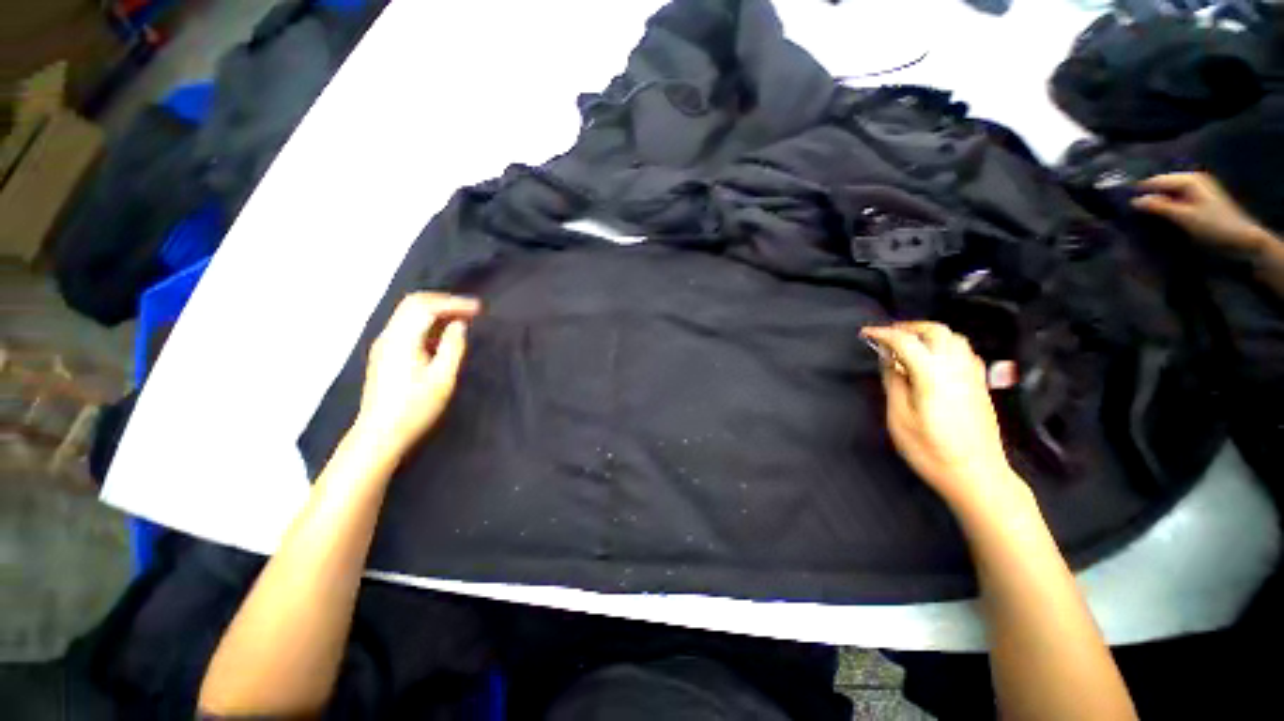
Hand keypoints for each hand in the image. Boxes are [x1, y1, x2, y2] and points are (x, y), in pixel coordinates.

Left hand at [353, 293, 480, 460]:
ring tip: (462, 319)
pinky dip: (428, 323)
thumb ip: (453, 347)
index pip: (426, 306)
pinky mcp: (385, 354)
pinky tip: (443, 335)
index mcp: (402, 339)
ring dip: (436, 311)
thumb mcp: (443, 378)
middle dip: (444, 302)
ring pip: (409, 314)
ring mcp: (384, 345)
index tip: (479, 309)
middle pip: (413, 304)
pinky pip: (407, 326)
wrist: (380, 434)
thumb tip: (459, 325)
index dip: (454, 303)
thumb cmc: (415, 407)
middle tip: (470, 310)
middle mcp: (389, 336)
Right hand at [862, 322, 1020, 510]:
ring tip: (909, 344)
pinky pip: (965, 351)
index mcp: (933, 375)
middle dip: (909, 327)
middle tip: (888, 334)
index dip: (883, 333)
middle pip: (936, 331)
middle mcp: (957, 368)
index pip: (906, 341)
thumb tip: (888, 358)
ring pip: (955, 338)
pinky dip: (946, 345)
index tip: (866, 333)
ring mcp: (973, 375)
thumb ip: (894, 382)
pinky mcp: (980, 385)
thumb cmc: (931, 450)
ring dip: (929, 334)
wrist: (977, 475)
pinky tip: (935, 359)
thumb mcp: (900, 418)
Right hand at [1131, 172, 1274, 255]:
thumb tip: (1133, 201)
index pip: (1155, 181)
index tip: (1120, 204)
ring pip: (1167, 192)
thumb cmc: (1214, 226)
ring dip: (1155, 202)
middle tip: (1128, 211)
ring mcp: (1196, 189)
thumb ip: (1159, 207)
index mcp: (1188, 179)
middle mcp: (1191, 179)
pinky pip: (1175, 199)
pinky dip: (1164, 206)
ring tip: (1140, 215)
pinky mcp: (1198, 200)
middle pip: (1162, 185)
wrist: (1242, 239)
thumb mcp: (1185, 216)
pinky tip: (1157, 216)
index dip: (1139, 191)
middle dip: (1147, 196)